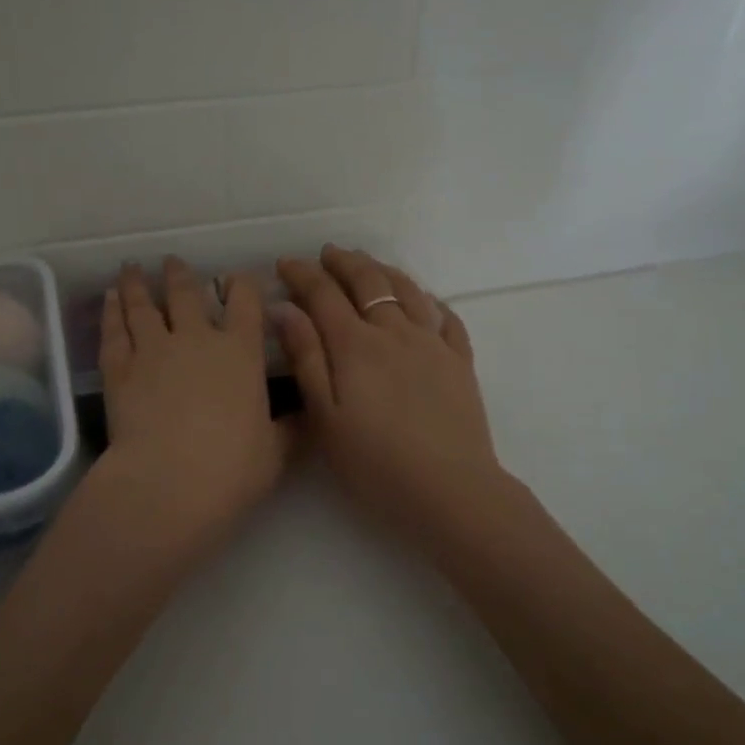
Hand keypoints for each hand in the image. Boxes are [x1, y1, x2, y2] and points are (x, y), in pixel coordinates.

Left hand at [83, 258, 290, 564]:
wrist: (169, 484)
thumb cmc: (232, 469)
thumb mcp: (275, 452)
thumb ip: (291, 429)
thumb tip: (309, 415)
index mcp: (240, 352)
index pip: (245, 302)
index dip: (242, 284)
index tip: (237, 276)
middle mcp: (196, 339)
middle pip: (186, 294)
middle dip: (180, 275)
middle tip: (172, 261)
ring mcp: (153, 350)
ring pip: (143, 305)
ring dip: (137, 284)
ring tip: (132, 268)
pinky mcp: (119, 370)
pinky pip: (114, 331)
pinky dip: (111, 312)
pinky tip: (109, 299)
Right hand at [274, 247, 512, 543]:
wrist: (449, 489)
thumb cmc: (375, 462)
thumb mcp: (325, 417)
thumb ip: (306, 358)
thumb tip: (285, 309)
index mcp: (355, 345)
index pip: (323, 294)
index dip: (302, 274)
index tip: (285, 264)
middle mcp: (395, 332)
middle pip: (367, 281)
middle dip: (343, 262)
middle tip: (327, 254)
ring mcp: (433, 344)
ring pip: (407, 290)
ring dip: (383, 270)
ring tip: (369, 264)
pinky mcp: (460, 362)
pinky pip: (446, 317)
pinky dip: (429, 300)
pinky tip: (424, 300)